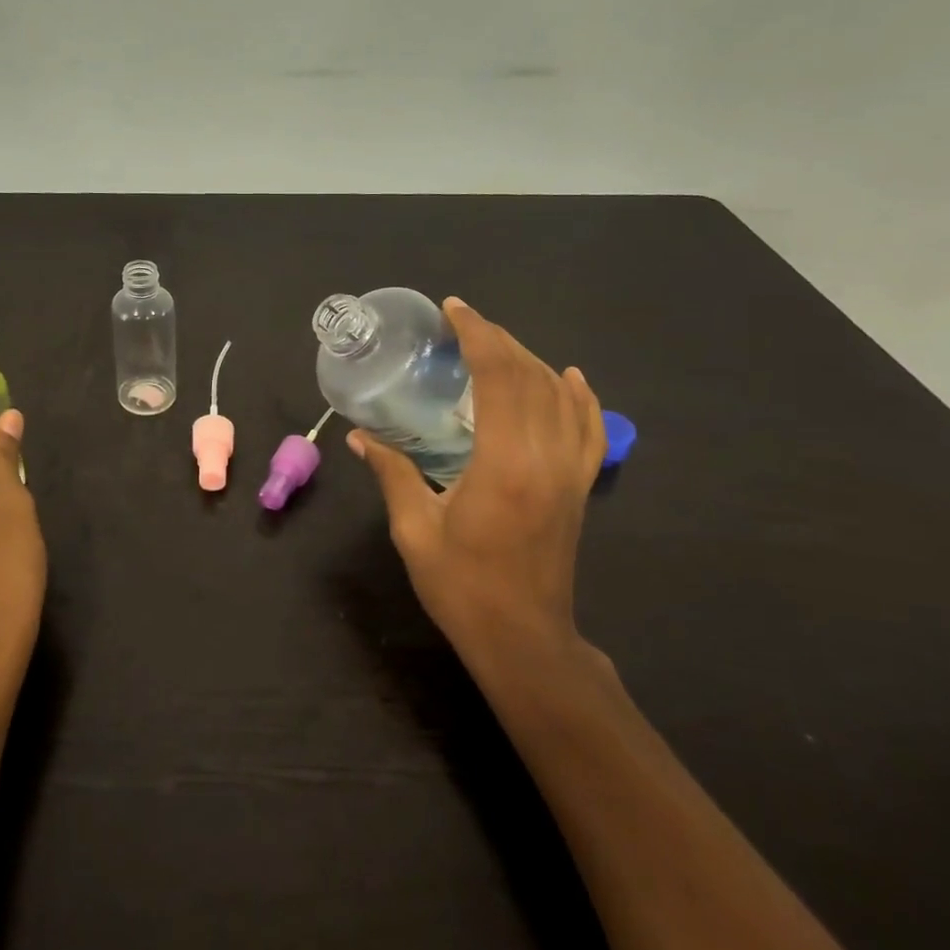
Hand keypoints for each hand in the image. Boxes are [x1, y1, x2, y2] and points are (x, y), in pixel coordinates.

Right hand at [349, 298, 606, 672]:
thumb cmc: (462, 587)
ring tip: (498, 345)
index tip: (454, 310)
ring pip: (560, 395)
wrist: (523, 639)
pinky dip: (581, 396)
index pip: (498, 376)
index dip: (477, 334)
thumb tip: (359, 436)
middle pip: (530, 376)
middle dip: (498, 339)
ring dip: (530, 360)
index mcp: (503, 463)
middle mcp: (545, 457)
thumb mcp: (415, 530)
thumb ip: (392, 473)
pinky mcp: (580, 487)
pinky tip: (569, 377)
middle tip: (464, 322)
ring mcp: (570, 472)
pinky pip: (591, 429)